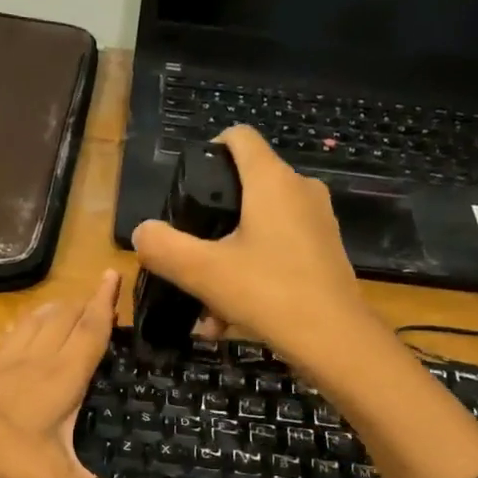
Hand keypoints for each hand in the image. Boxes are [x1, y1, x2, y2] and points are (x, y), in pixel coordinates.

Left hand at [0, 270, 149, 477]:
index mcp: (60, 378)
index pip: (89, 333)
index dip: (105, 306)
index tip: (114, 274)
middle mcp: (32, 362)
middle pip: (61, 323)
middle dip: (81, 305)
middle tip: (94, 291)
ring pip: (30, 328)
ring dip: (49, 313)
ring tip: (59, 304)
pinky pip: (0, 343)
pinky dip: (13, 332)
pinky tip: (10, 334)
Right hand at [131, 127, 378, 373]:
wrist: (334, 340)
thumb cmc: (268, 293)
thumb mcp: (203, 272)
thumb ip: (164, 247)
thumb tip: (143, 232)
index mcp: (272, 181)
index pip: (239, 137)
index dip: (209, 150)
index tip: (187, 186)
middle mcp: (299, 191)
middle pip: (245, 189)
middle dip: (211, 223)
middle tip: (188, 255)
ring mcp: (316, 223)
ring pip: (258, 229)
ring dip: (226, 261)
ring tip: (205, 305)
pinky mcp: (323, 253)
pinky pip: (276, 254)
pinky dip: (250, 277)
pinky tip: (229, 320)